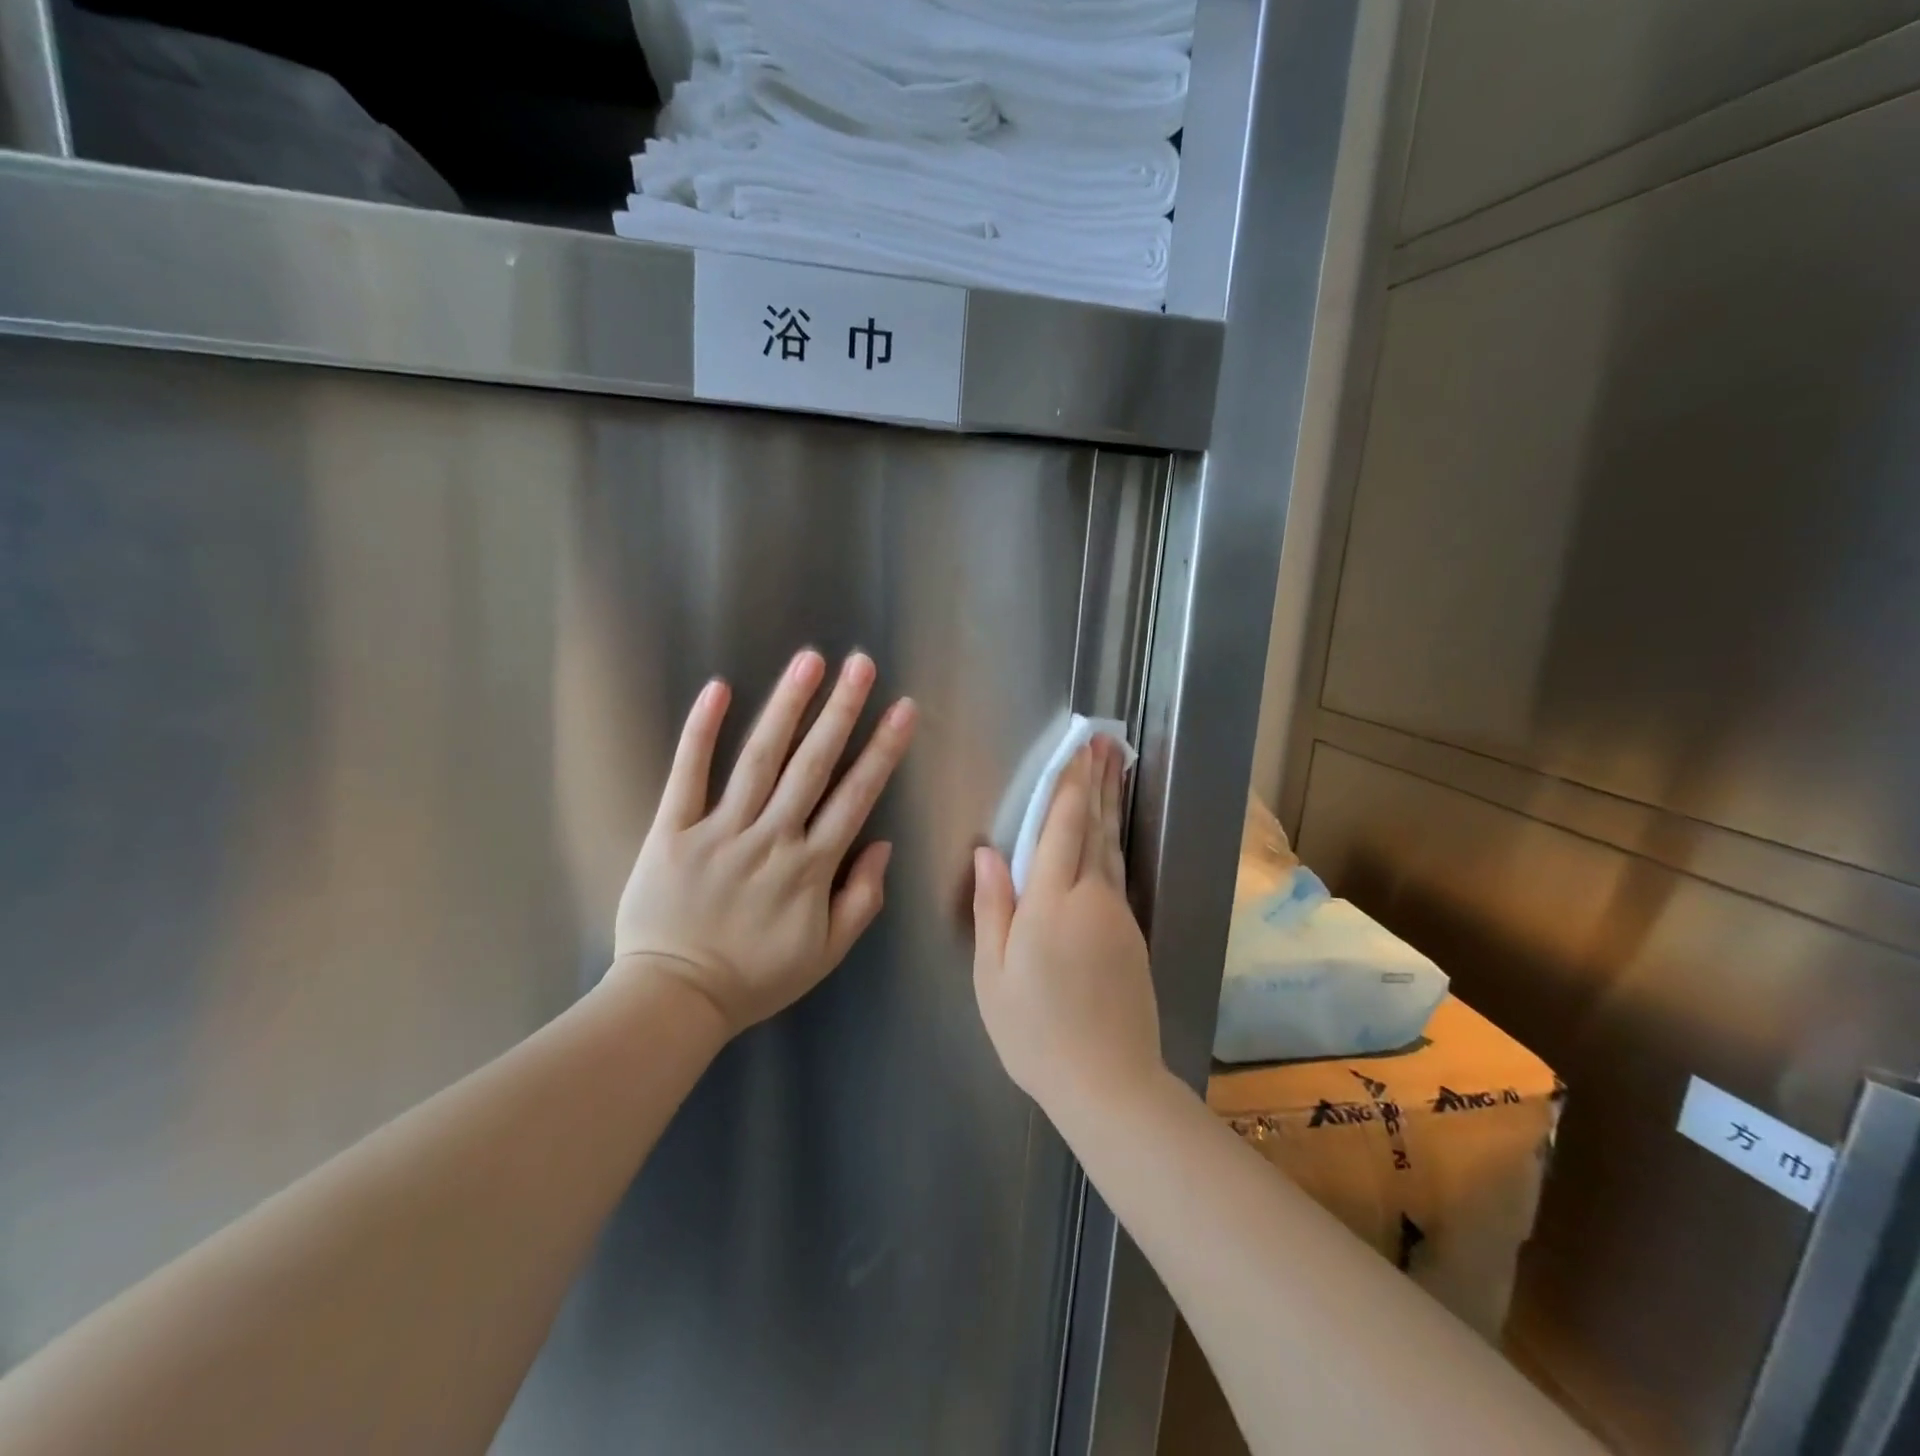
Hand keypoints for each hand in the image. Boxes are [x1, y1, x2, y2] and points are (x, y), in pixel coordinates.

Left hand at [611, 650, 916, 1036]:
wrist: (672, 1000)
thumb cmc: (755, 978)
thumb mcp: (825, 953)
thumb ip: (861, 899)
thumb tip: (882, 844)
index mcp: (810, 867)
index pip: (856, 796)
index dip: (882, 750)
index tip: (902, 708)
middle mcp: (771, 838)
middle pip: (812, 765)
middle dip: (841, 711)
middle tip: (861, 664)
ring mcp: (719, 830)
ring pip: (759, 759)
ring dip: (786, 707)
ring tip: (809, 661)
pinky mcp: (672, 830)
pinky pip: (687, 775)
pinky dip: (701, 732)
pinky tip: (718, 690)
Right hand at [972, 738, 1161, 1111]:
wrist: (1109, 1083)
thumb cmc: (1035, 1032)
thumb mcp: (994, 975)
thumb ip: (993, 907)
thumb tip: (988, 851)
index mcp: (1052, 903)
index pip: (1062, 827)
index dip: (1069, 785)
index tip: (1077, 748)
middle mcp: (1092, 898)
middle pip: (1095, 827)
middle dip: (1098, 781)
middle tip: (1105, 742)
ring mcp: (1118, 915)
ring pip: (1112, 847)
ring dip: (1110, 805)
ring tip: (1112, 769)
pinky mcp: (1132, 933)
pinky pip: (1117, 873)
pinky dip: (1113, 841)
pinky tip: (1109, 833)